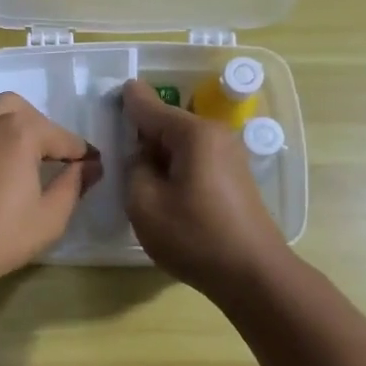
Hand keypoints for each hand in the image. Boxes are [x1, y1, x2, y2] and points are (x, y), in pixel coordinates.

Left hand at [0, 93, 100, 294]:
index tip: (92, 166)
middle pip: (19, 110)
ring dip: (4, 132)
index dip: (81, 153)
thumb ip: (73, 185)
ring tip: (13, 164)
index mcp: (19, 131)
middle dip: (38, 129)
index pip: (61, 137)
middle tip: (47, 158)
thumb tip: (87, 166)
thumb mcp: (49, 218)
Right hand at [124, 81, 286, 298]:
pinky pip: (195, 160)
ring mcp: (229, 156)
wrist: (252, 274)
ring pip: (181, 144)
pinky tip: (162, 188)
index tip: (112, 91)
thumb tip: (143, 158)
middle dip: (142, 130)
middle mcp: (215, 136)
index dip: (128, 100)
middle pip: (168, 123)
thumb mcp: (145, 204)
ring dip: (158, 152)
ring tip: (134, 170)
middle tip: (115, 142)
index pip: (150, 107)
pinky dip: (175, 167)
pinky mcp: (233, 178)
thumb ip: (135, 169)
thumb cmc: (195, 236)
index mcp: (193, 134)